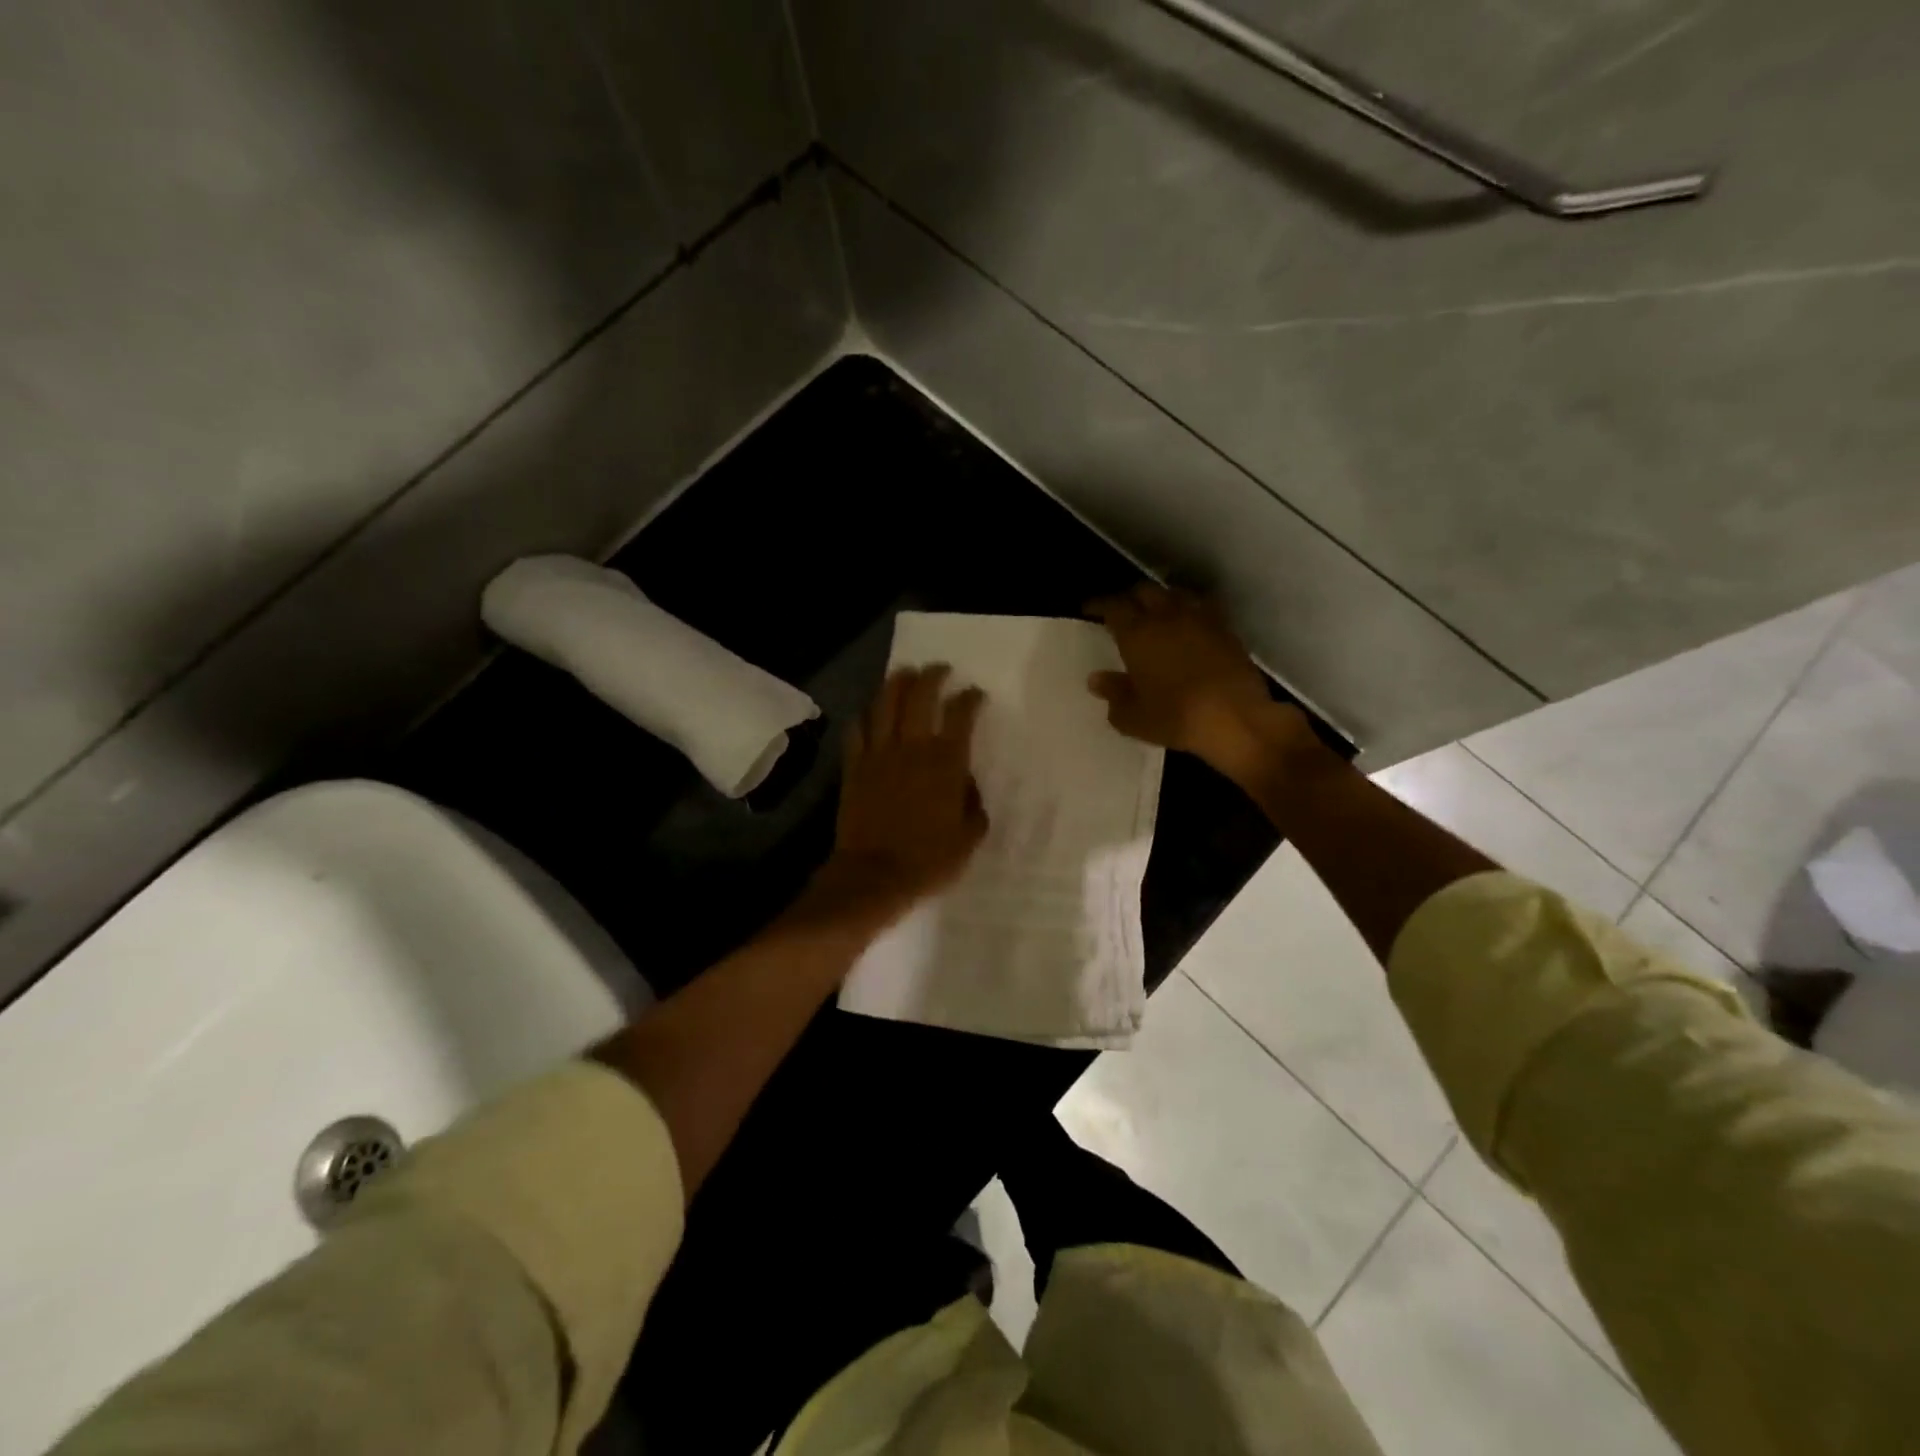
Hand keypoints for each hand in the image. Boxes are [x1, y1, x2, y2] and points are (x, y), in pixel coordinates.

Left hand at [807, 664, 988, 929]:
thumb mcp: (969, 838)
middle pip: (919, 697)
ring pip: (884, 705)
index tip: (974, 693)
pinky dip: (865, 716)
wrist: (874, 875)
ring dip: (896, 684)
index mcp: (945, 763)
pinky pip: (857, 731)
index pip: (960, 715)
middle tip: (938, 669)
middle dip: (931, 677)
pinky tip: (869, 713)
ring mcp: (879, 754)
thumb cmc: (928, 860)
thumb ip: (973, 805)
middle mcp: (912, 748)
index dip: (969, 698)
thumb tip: (967, 785)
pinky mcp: (854, 767)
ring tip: (904, 674)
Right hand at [1086, 584, 1323, 789]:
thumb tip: (1097, 678)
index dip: (1098, 604)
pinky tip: (1186, 627)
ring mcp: (1201, 620)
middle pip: (1145, 591)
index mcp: (1138, 633)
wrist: (1237, 719)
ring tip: (1154, 614)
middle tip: (1122, 611)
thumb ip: (1113, 694)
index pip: (1113, 606)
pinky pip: (1201, 609)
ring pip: (1175, 594)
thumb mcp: (1133, 716)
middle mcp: (1167, 617)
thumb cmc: (1176, 718)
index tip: (1089, 609)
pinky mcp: (1226, 630)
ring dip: (1160, 600)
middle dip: (1130, 597)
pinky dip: (1187, 611)